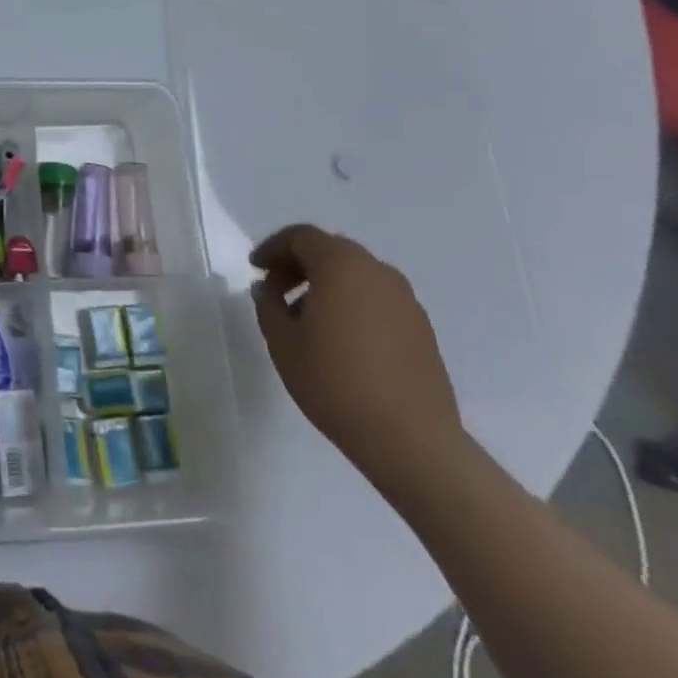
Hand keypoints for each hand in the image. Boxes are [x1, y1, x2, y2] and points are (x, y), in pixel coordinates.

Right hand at [251, 224, 464, 489]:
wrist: (412, 441)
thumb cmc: (335, 382)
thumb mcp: (282, 342)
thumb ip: (268, 305)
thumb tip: (268, 289)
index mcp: (341, 265)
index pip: (301, 237)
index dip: (273, 248)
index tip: (256, 269)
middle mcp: (377, 272)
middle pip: (330, 251)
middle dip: (299, 264)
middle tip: (277, 290)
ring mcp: (405, 300)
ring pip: (356, 275)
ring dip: (327, 285)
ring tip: (307, 319)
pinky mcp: (422, 329)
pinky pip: (377, 300)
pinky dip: (353, 304)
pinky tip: (342, 340)